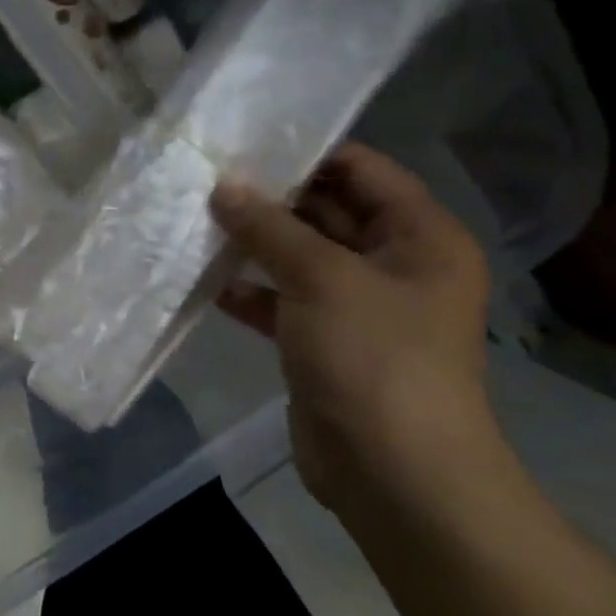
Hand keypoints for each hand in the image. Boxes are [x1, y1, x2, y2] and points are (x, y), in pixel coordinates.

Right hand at [209, 143, 504, 513]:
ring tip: (195, 223)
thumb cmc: (373, 357)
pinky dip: (250, 291)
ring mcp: (358, 305)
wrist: (393, 471)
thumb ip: (269, 227)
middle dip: (269, 199)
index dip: (306, 153)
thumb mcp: (321, 278)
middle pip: (326, 212)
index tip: (243, 145)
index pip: (362, 171)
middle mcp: (394, 264)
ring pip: (299, 257)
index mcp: (420, 236)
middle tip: (205, 180)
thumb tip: (224, 186)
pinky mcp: (325, 341)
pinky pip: (284, 300)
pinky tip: (207, 282)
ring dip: (253, 245)